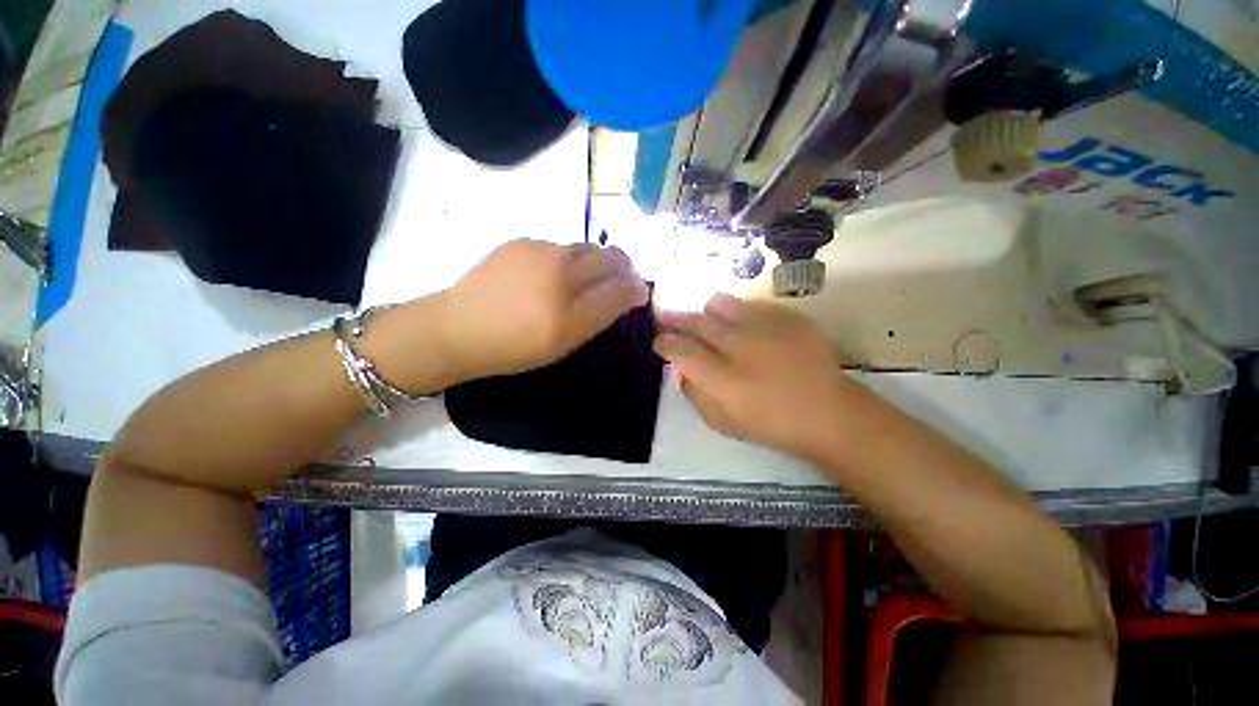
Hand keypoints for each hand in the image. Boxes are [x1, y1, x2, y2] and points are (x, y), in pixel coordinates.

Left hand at [437, 239, 648, 379]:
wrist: (457, 328)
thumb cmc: (514, 346)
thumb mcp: (565, 341)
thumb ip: (601, 314)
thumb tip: (631, 291)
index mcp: (571, 303)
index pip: (620, 285)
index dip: (635, 287)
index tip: (638, 293)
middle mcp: (560, 268)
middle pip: (608, 257)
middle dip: (623, 267)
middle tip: (620, 282)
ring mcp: (538, 249)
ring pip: (584, 248)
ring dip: (596, 261)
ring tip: (586, 279)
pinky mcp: (519, 241)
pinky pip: (558, 246)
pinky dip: (568, 258)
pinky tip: (553, 275)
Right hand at [655, 293, 860, 459]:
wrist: (828, 413)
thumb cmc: (770, 424)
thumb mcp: (721, 422)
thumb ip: (694, 393)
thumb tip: (681, 369)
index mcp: (721, 377)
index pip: (680, 350)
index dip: (664, 343)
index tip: (659, 341)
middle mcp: (738, 346)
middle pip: (695, 322)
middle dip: (675, 320)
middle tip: (667, 319)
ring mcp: (763, 327)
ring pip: (720, 304)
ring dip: (706, 312)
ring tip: (706, 319)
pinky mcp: (785, 317)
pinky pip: (749, 305)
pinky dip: (737, 313)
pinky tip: (741, 326)